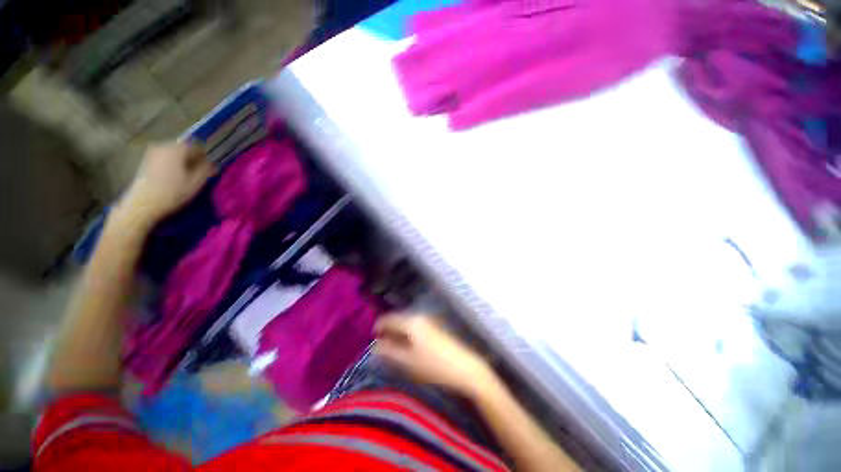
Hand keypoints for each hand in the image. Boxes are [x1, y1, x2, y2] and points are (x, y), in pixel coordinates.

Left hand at [120, 142, 214, 223]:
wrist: (144, 203)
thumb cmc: (173, 193)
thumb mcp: (196, 182)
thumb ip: (206, 170)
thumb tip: (212, 164)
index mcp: (177, 149)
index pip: (196, 147)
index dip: (205, 157)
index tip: (208, 168)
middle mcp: (163, 146)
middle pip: (184, 148)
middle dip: (192, 158)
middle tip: (197, 172)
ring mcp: (152, 152)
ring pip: (174, 153)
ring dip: (182, 161)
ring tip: (185, 175)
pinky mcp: (146, 160)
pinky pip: (165, 157)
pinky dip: (172, 163)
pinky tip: (173, 175)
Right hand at [374, 314, 495, 397]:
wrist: (464, 368)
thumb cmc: (434, 366)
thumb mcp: (407, 362)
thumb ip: (388, 352)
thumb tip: (374, 347)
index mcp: (410, 322)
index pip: (387, 319)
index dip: (377, 329)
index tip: (372, 342)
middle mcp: (419, 316)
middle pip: (397, 320)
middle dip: (388, 333)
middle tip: (383, 349)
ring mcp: (429, 321)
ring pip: (407, 324)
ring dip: (398, 335)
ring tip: (395, 351)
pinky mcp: (436, 327)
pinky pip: (416, 327)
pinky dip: (409, 336)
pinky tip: (410, 349)